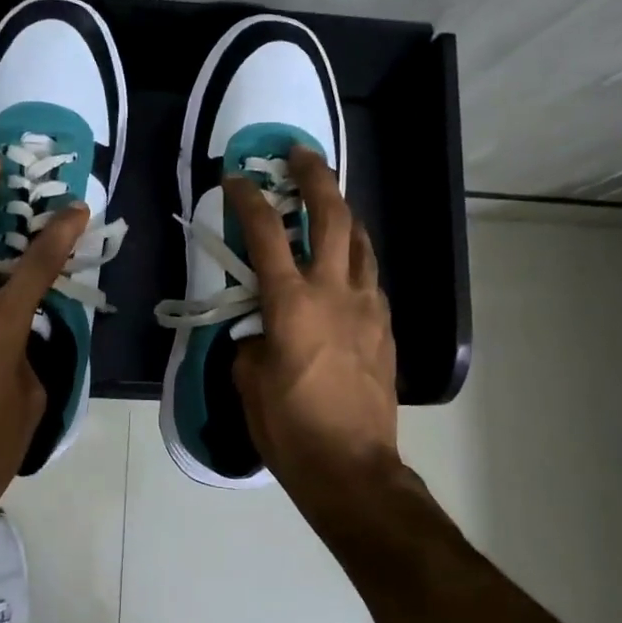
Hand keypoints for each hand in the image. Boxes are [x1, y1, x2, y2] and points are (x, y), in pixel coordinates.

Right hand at [225, 147, 398, 491]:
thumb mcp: (249, 380)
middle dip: (315, 177)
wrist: (352, 467)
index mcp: (291, 303)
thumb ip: (251, 339)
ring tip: (327, 201)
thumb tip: (260, 327)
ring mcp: (367, 307)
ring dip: (342, 212)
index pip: (265, 234)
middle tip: (301, 155)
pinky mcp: (385, 327)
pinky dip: (354, 257)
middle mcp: (334, 292)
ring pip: (360, 241)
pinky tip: (343, 265)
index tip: (235, 178)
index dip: (248, 199)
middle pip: (332, 216)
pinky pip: (369, 276)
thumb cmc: (289, 427)